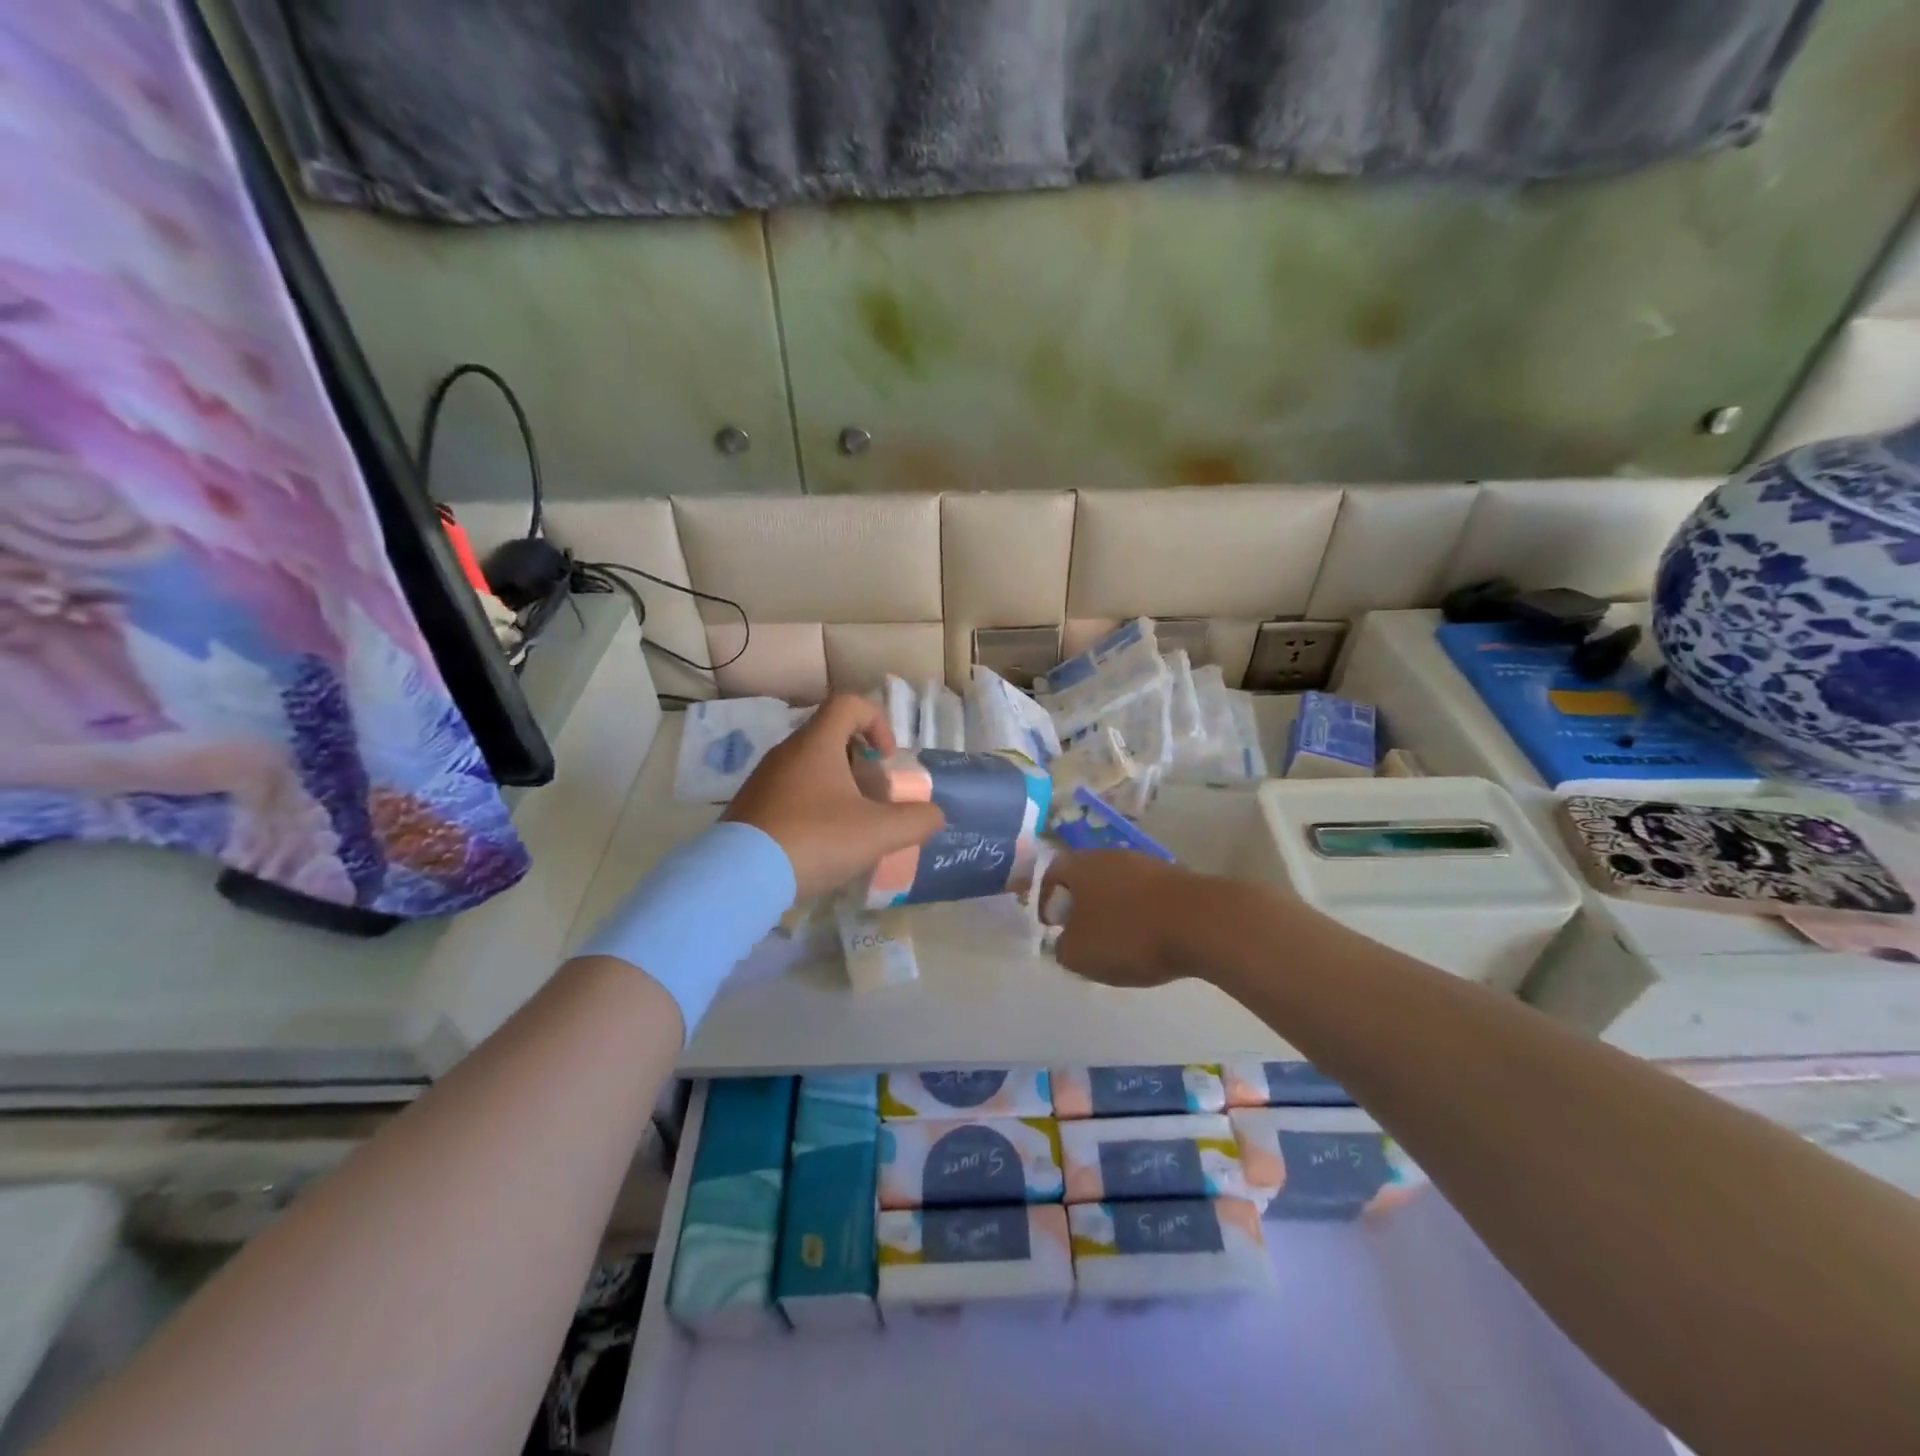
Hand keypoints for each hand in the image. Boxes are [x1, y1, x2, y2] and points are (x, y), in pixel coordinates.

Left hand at [722, 694, 943, 899]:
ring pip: (809, 767)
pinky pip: (789, 792)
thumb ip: (915, 821)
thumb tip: (934, 814)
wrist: (739, 878)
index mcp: (816, 744)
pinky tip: (819, 843)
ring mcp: (763, 779)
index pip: (849, 704)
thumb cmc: (814, 840)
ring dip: (837, 786)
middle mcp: (786, 752)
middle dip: (860, 762)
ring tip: (851, 825)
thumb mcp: (877, 833)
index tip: (886, 759)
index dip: (877, 722)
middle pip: (830, 737)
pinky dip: (812, 805)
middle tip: (873, 797)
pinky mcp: (748, 807)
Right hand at [1041, 850, 1240, 987]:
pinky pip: (1145, 895)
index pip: (1051, 873)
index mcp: (1079, 865)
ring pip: (1117, 884)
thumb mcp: (1080, 954)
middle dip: (1081, 904)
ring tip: (1118, 941)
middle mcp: (1108, 855)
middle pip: (1085, 876)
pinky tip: (1150, 938)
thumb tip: (1064, 940)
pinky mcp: (1175, 877)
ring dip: (1113, 908)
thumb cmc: (1129, 935)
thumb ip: (1062, 947)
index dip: (1046, 900)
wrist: (1203, 922)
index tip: (1051, 926)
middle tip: (1083, 934)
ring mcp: (1145, 863)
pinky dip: (1141, 913)